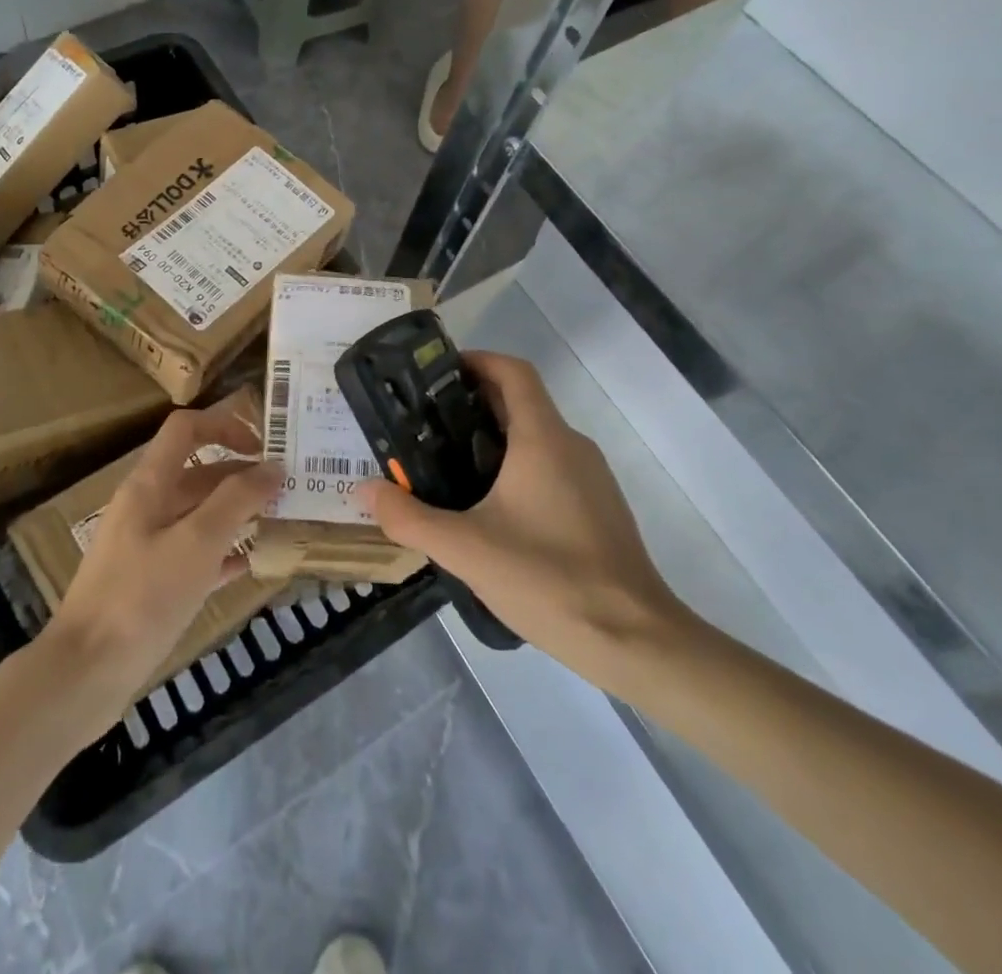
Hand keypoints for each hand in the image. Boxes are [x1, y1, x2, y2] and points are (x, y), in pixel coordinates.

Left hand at [45, 391, 279, 718]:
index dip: (225, 425)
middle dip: (241, 474)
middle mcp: (146, 506)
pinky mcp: (149, 583)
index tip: (265, 447)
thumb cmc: (142, 597)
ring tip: (279, 522)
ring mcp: (145, 546)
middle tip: (287, 490)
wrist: (85, 674)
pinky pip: (193, 554)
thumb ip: (237, 500)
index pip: (186, 429)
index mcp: (149, 484)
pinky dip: (222, 552)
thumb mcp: (197, 542)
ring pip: (198, 514)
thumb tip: (273, 466)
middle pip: (198, 472)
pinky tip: (251, 564)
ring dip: (236, 513)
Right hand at [360, 352, 687, 682]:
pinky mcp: (598, 509)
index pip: (513, 371)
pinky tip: (490, 512)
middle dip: (471, 405)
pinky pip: (551, 468)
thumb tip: (366, 490)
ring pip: (536, 438)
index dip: (477, 361)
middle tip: (425, 427)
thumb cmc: (549, 579)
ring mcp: (591, 478)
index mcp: (543, 439)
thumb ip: (409, 518)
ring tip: (447, 468)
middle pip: (520, 403)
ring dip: (492, 440)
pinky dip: (516, 469)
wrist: (635, 641)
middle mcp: (572, 446)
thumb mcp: (465, 549)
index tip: (436, 375)